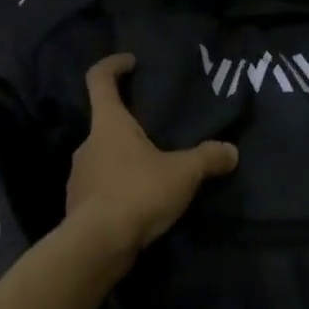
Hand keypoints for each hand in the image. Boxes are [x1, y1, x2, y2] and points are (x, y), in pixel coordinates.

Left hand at [64, 53, 238, 262]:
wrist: (96, 246)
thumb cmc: (137, 193)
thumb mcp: (182, 174)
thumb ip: (207, 159)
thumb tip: (231, 151)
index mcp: (108, 124)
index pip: (99, 80)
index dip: (113, 65)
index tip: (130, 62)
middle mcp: (87, 144)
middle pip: (105, 123)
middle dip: (129, 125)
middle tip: (157, 133)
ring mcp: (78, 176)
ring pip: (103, 158)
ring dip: (124, 161)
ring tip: (153, 174)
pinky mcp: (78, 206)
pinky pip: (100, 188)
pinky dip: (117, 190)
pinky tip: (139, 205)